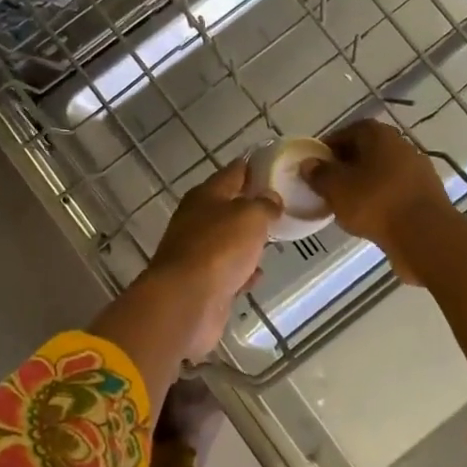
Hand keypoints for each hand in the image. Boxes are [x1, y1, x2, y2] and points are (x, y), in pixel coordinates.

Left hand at [142, 159, 279, 362]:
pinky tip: (257, 276)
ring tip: (272, 239)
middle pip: (228, 206)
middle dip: (251, 205)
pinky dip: (241, 272)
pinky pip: (227, 271)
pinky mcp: (201, 283)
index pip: (233, 172)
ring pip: (227, 240)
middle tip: (279, 205)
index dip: (253, 167)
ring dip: (246, 240)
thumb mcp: (250, 217)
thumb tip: (271, 199)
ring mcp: (197, 252)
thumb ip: (264, 205)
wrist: (186, 300)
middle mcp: (197, 220)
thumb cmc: (219, 248)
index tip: (274, 166)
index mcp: (205, 195)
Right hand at [305, 119, 460, 284]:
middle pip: (366, 151)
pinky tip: (370, 218)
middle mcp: (401, 144)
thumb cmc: (375, 202)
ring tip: (347, 205)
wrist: (426, 236)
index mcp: (378, 134)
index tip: (316, 167)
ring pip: (382, 172)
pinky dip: (381, 199)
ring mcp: (418, 170)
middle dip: (346, 166)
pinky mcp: (427, 194)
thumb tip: (309, 165)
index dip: (328, 149)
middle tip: (329, 186)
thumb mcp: (336, 188)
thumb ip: (319, 174)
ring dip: (364, 184)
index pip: (346, 132)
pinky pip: (396, 191)